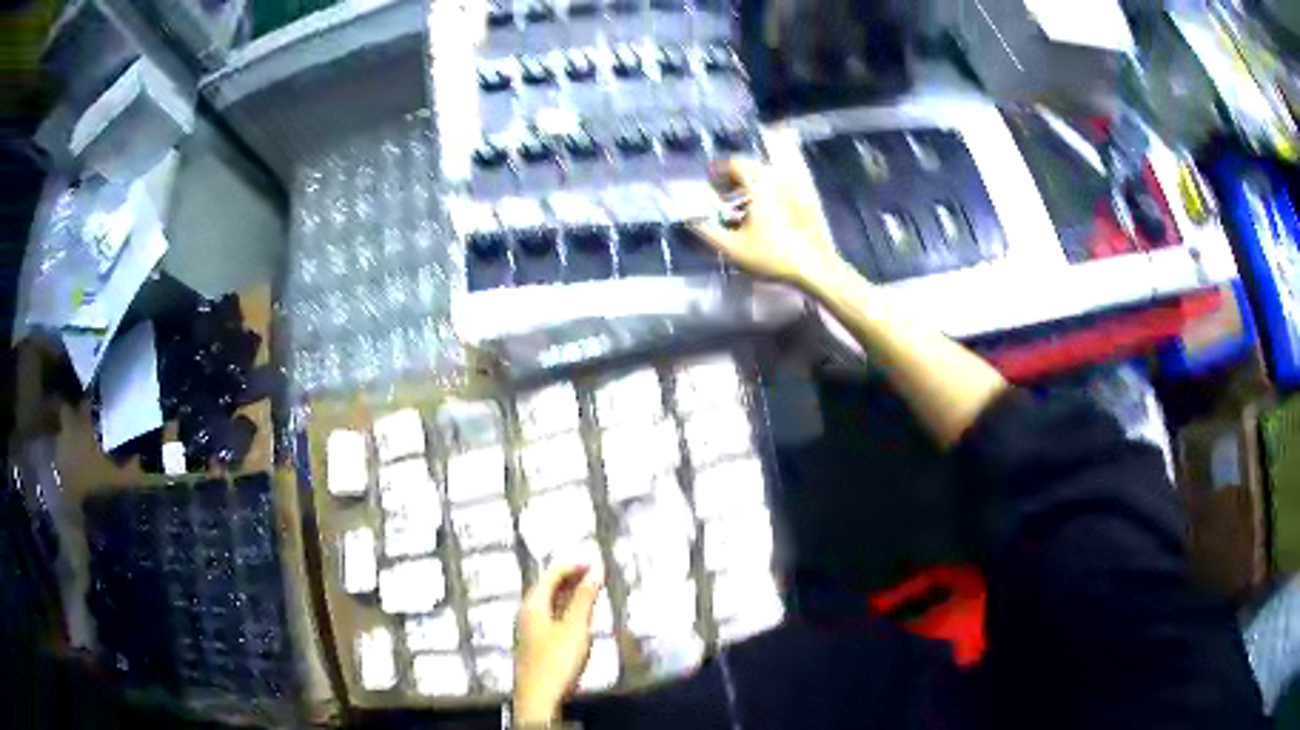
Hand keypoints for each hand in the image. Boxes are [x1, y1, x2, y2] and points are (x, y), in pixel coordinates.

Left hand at [513, 564, 603, 723]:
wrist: (538, 697)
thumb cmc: (556, 660)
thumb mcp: (575, 627)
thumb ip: (585, 598)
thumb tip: (596, 570)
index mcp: (533, 603)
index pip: (551, 573)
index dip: (574, 565)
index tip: (598, 565)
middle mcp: (526, 611)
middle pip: (548, 586)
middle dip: (573, 579)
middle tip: (598, 578)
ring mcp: (529, 627)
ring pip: (549, 602)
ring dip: (571, 595)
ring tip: (594, 595)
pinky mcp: (534, 642)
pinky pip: (550, 615)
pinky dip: (566, 609)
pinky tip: (580, 620)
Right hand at [690, 157, 846, 290]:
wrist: (815, 267)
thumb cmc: (772, 256)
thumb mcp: (732, 248)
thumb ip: (706, 231)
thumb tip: (690, 219)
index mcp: (760, 184)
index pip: (735, 163)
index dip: (719, 170)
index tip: (708, 181)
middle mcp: (778, 180)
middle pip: (751, 168)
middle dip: (732, 178)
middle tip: (720, 195)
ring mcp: (794, 190)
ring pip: (766, 178)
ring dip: (748, 187)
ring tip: (737, 207)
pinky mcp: (805, 202)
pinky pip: (779, 189)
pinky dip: (764, 194)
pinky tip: (759, 216)